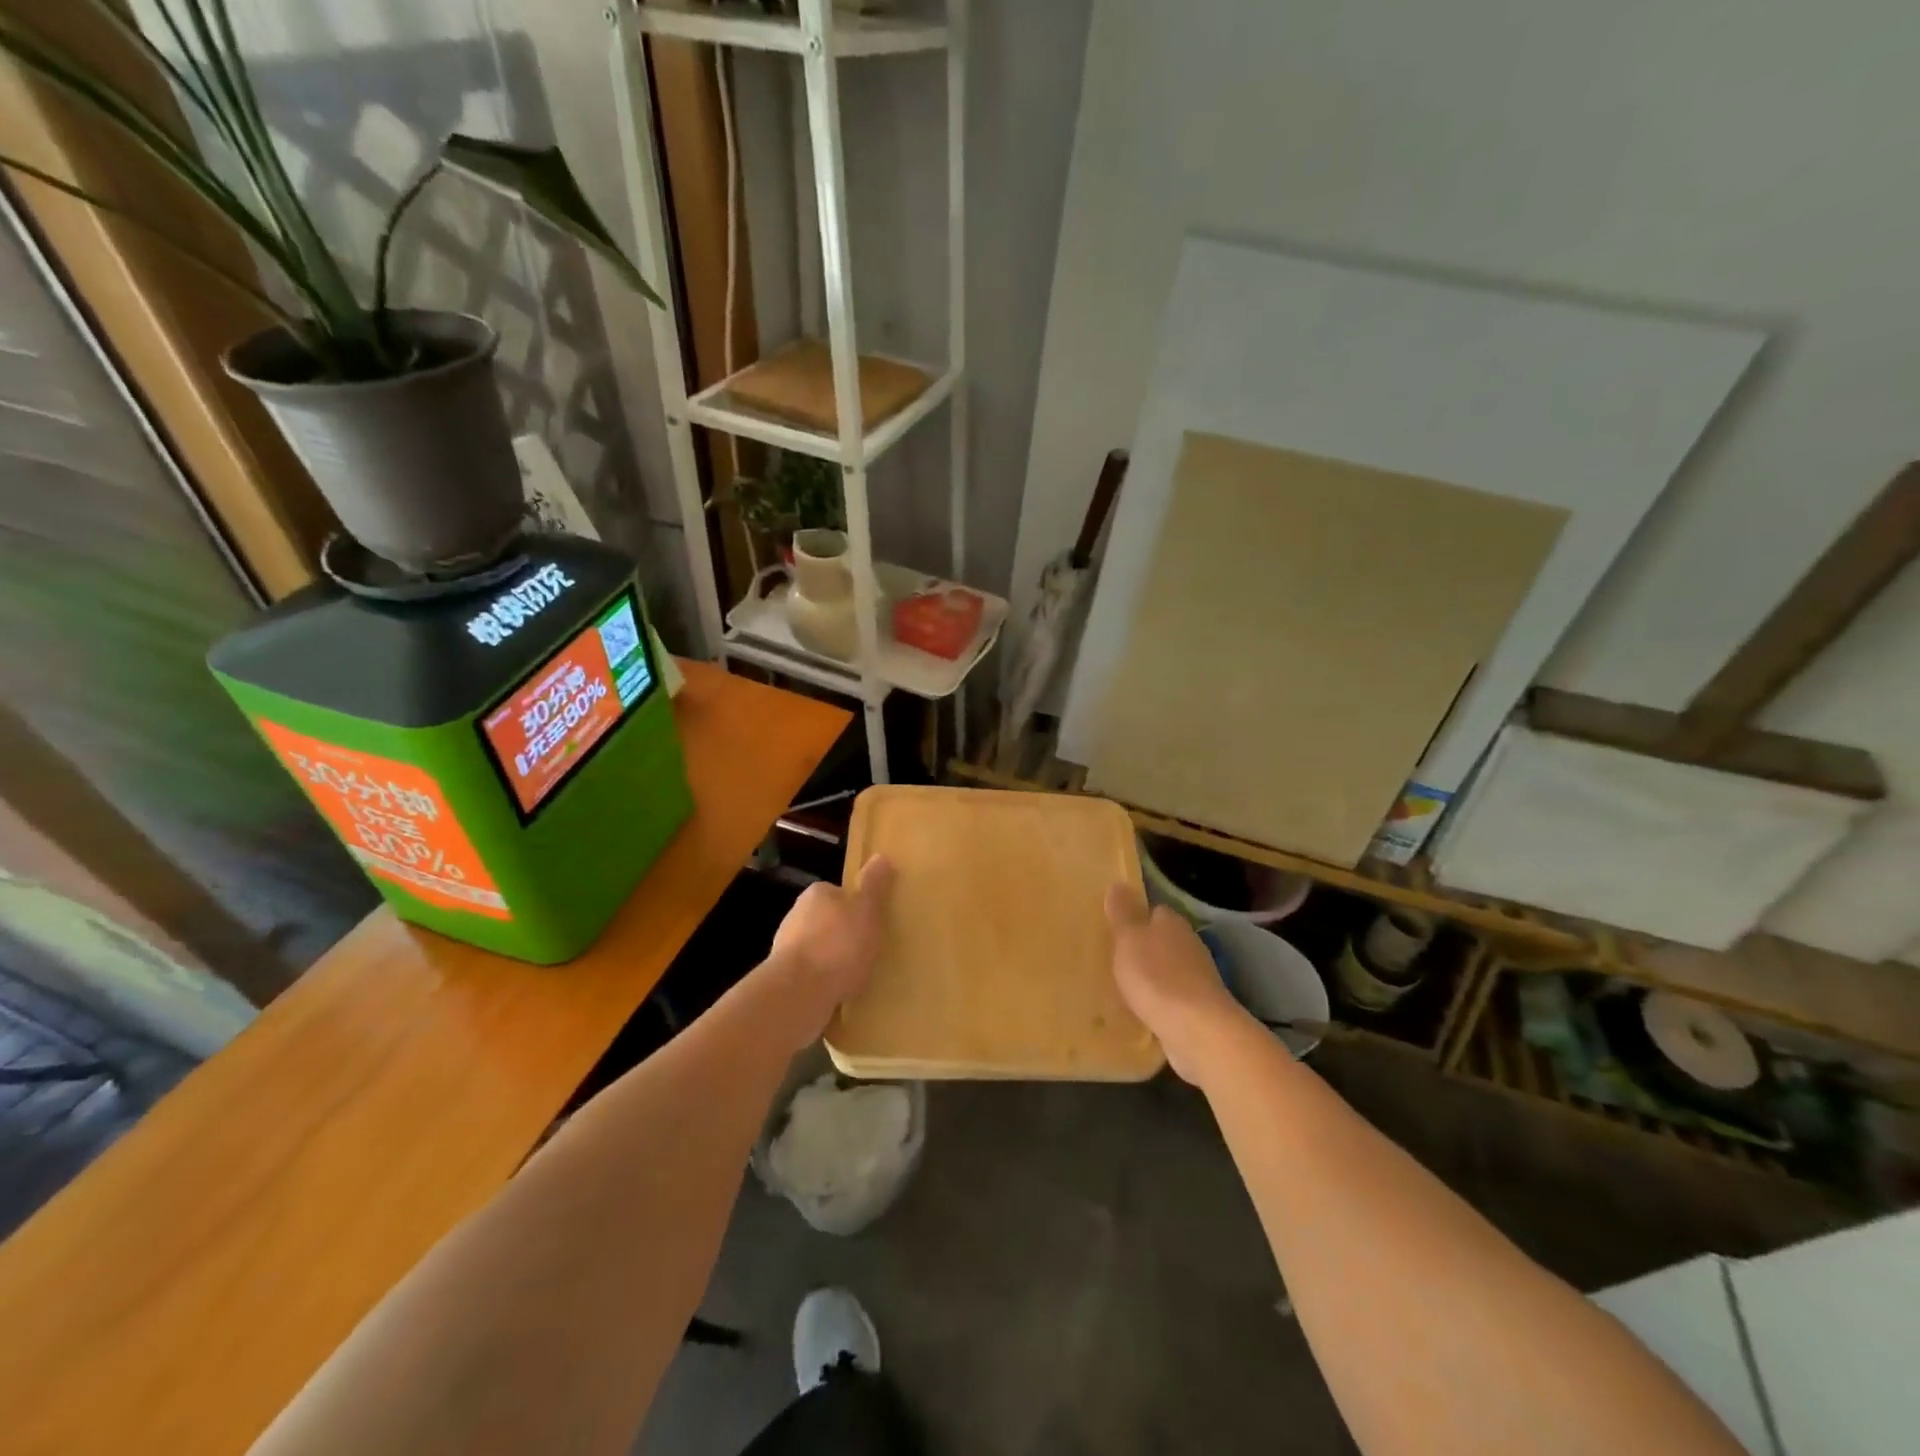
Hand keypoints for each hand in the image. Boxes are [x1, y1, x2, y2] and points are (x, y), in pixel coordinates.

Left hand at [767, 855, 894, 1048]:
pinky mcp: (783, 977)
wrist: (800, 991)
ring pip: (817, 948)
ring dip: (832, 960)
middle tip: (868, 951)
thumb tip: (881, 856)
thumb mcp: (867, 911)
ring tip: (856, 976)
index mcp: (817, 894)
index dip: (857, 908)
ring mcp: (786, 947)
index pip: (839, 893)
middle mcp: (796, 914)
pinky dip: (823, 981)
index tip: (872, 925)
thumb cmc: (839, 944)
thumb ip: (874, 886)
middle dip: (843, 934)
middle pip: (827, 920)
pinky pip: (810, 974)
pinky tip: (839, 992)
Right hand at [1106, 885, 1252, 1084]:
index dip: (1135, 918)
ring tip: (1126, 986)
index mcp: (1172, 923)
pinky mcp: (1200, 1007)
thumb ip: (1123, 913)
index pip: (1154, 911)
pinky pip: (1173, 997)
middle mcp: (1189, 944)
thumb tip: (1118, 883)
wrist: (1197, 1029)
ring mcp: (1198, 977)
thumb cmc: (1156, 976)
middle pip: (1163, 940)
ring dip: (1153, 976)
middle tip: (1116, 959)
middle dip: (1144, 948)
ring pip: (1169, 969)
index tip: (1115, 929)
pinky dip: (1161, 1001)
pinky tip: (1144, 1010)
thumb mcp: (1128, 939)